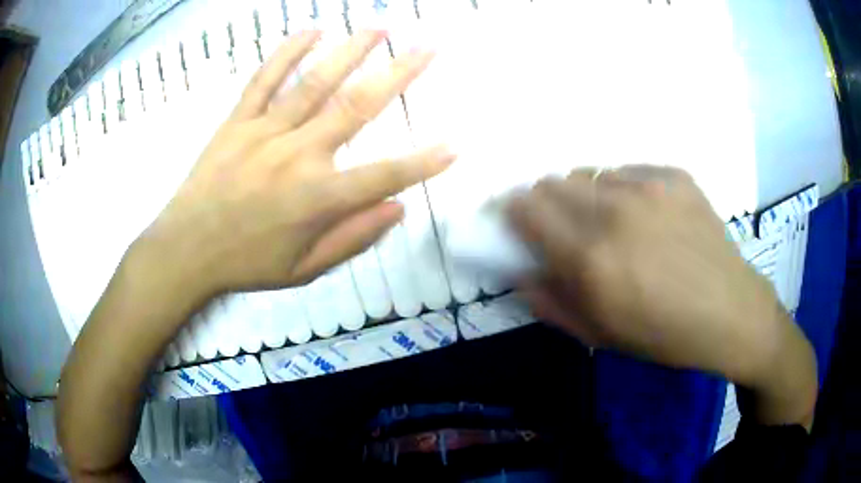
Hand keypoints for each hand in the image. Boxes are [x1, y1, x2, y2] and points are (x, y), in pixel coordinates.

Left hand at [137, 30, 453, 300]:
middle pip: (357, 108)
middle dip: (398, 76)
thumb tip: (397, 209)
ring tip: (379, 29)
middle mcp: (297, 156)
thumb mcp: (304, 270)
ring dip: (350, 52)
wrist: (185, 250)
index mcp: (317, 198)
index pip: (384, 175)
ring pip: (315, 83)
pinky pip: (264, 80)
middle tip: (426, 49)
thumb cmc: (246, 263)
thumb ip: (352, 239)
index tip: (455, 145)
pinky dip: (287, 52)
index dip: (423, 163)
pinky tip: (311, 31)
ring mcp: (264, 132)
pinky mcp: (237, 121)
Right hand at [509, 166, 799, 387]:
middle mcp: (614, 211)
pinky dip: (623, 190)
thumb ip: (551, 302)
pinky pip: (628, 171)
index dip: (514, 212)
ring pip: (588, 172)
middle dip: (546, 203)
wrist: (732, 312)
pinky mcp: (674, 175)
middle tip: (566, 229)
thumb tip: (521, 272)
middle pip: (552, 182)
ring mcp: (648, 186)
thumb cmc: (664, 335)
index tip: (518, 223)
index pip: (526, 208)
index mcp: (591, 258)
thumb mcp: (600, 335)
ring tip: (611, 222)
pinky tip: (647, 216)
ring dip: (585, 196)